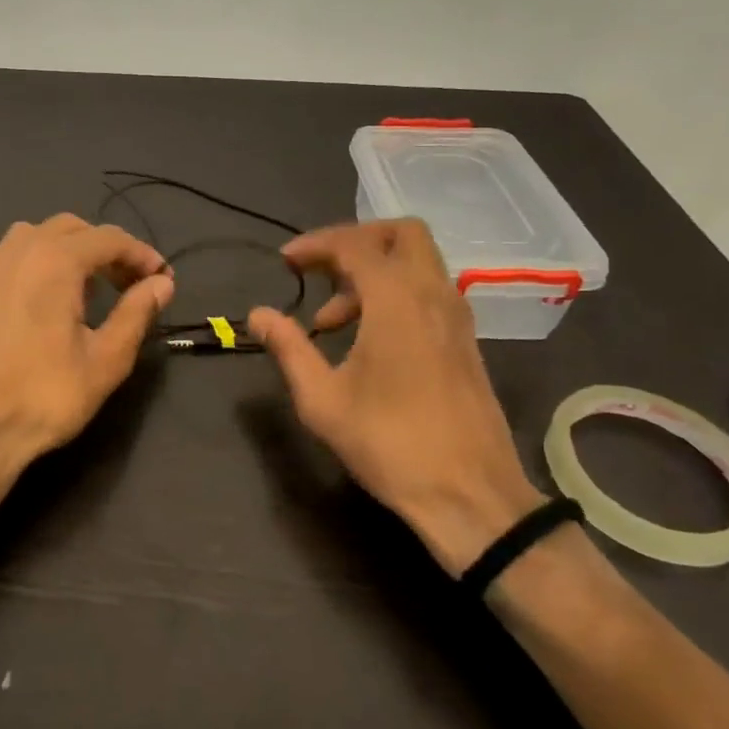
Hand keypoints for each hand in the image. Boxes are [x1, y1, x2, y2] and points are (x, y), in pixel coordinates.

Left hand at [0, 215, 172, 519]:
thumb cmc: (47, 396)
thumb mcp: (106, 359)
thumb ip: (137, 313)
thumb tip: (162, 283)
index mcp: (55, 261)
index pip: (110, 239)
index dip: (142, 255)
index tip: (163, 279)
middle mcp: (22, 251)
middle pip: (76, 229)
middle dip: (110, 250)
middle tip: (133, 285)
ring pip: (44, 235)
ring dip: (76, 250)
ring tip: (96, 288)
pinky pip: (20, 252)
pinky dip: (47, 259)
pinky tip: (58, 297)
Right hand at [247, 219, 544, 575]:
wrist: (470, 495)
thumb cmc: (390, 444)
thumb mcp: (322, 400)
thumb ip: (289, 348)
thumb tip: (258, 314)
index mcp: (396, 300)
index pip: (353, 245)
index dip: (314, 245)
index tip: (285, 263)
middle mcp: (433, 294)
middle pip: (401, 234)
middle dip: (355, 242)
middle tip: (321, 272)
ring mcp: (457, 316)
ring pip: (417, 262)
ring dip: (374, 272)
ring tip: (333, 320)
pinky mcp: (466, 340)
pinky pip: (430, 291)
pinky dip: (397, 293)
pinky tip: (370, 338)